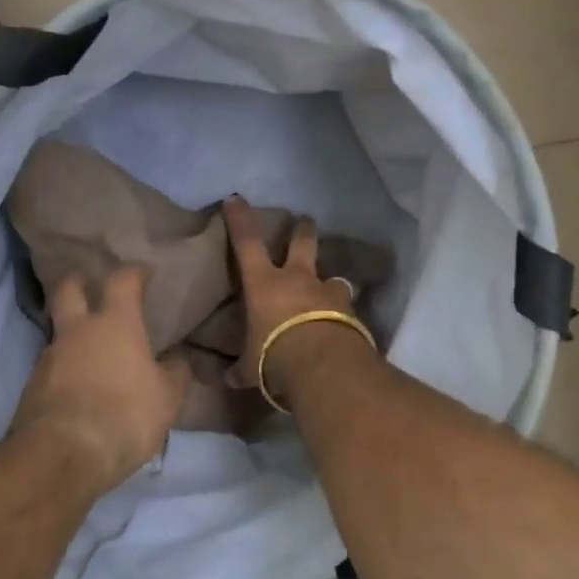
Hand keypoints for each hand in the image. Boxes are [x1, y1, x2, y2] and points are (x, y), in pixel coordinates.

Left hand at [9, 267, 185, 494]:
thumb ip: (175, 373)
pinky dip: (65, 372)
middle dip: (78, 282)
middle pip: (69, 290)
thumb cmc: (124, 416)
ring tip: (92, 355)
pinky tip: (79, 391)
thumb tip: (178, 360)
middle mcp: (78, 331)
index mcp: (115, 323)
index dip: (133, 272)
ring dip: (73, 336)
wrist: (61, 456)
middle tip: (89, 286)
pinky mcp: (31, 388)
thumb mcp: (167, 398)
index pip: (122, 280)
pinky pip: (52, 369)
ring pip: (59, 333)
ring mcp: (49, 358)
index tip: (143, 273)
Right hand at [224, 196, 370, 403]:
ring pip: (332, 278)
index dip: (240, 220)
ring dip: (330, 283)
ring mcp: (328, 293)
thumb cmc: (274, 356)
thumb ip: (241, 368)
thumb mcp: (250, 367)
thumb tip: (228, 378)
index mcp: (265, 284)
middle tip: (305, 221)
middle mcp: (298, 279)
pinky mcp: (351, 312)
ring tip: (330, 292)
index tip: (236, 199)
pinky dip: (342, 315)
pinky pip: (345, 308)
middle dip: (303, 230)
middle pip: (303, 243)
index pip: (247, 243)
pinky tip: (342, 327)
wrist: (323, 366)